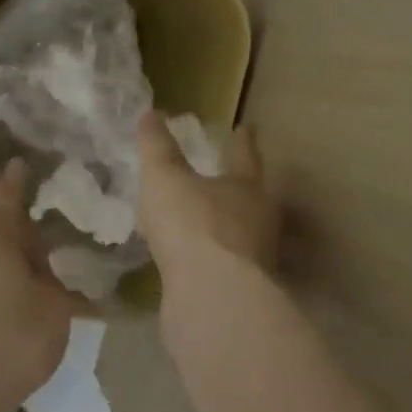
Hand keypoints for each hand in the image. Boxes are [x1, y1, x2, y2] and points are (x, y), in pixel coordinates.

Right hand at [135, 110, 279, 281]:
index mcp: (247, 189)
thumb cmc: (193, 224)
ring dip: (224, 229)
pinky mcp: (239, 295)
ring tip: (202, 223)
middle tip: (226, 179)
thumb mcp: (166, 177)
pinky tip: (191, 264)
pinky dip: (209, 261)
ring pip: (240, 236)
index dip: (244, 141)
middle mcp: (259, 223)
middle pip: (252, 199)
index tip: (247, 127)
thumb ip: (158, 147)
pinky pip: (223, 269)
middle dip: (239, 189)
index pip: (246, 156)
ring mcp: (254, 262)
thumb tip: (152, 113)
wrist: (212, 298)